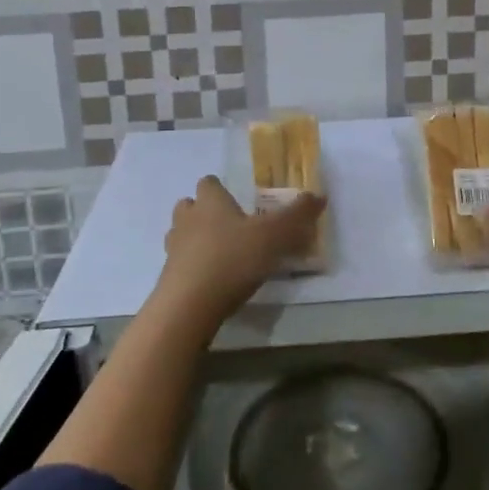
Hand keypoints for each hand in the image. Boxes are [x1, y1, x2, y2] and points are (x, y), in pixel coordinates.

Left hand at [155, 176, 324, 327]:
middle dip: (204, 212)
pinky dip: (193, 268)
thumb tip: (319, 196)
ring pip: (181, 234)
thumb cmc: (232, 259)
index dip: (220, 188)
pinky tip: (212, 281)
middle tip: (229, 226)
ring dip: (196, 239)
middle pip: (189, 206)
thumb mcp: (274, 236)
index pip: (209, 183)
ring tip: (221, 253)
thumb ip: (297, 216)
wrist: (189, 306)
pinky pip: (180, 264)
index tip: (236, 199)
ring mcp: (173, 249)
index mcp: (210, 202)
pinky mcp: (168, 278)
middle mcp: (187, 219)